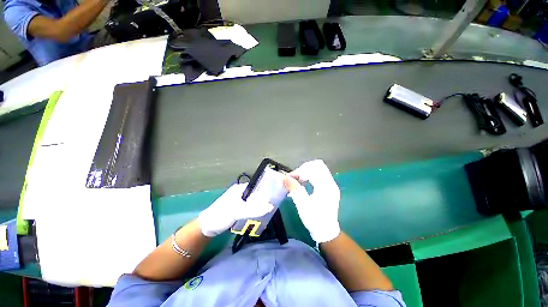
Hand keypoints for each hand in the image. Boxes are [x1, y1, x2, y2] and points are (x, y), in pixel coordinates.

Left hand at [198, 183, 273, 236]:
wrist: (207, 227)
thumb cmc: (221, 215)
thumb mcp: (237, 211)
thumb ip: (254, 209)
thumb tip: (271, 206)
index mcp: (240, 188)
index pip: (257, 186)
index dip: (266, 189)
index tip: (275, 196)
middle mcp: (240, 192)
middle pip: (256, 194)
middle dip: (264, 199)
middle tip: (273, 205)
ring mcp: (239, 200)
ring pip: (253, 201)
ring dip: (259, 206)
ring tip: (269, 211)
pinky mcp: (238, 208)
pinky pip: (249, 207)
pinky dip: (254, 211)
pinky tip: (259, 215)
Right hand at [283, 160, 340, 242]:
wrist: (326, 232)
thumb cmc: (314, 219)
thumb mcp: (302, 205)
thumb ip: (294, 189)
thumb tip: (286, 177)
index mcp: (325, 187)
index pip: (312, 169)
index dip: (299, 171)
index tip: (289, 178)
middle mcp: (331, 183)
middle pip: (317, 165)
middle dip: (303, 169)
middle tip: (294, 178)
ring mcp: (331, 185)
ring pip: (319, 169)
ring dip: (306, 172)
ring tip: (297, 180)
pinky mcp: (330, 188)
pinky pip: (320, 175)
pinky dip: (310, 175)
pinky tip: (303, 182)